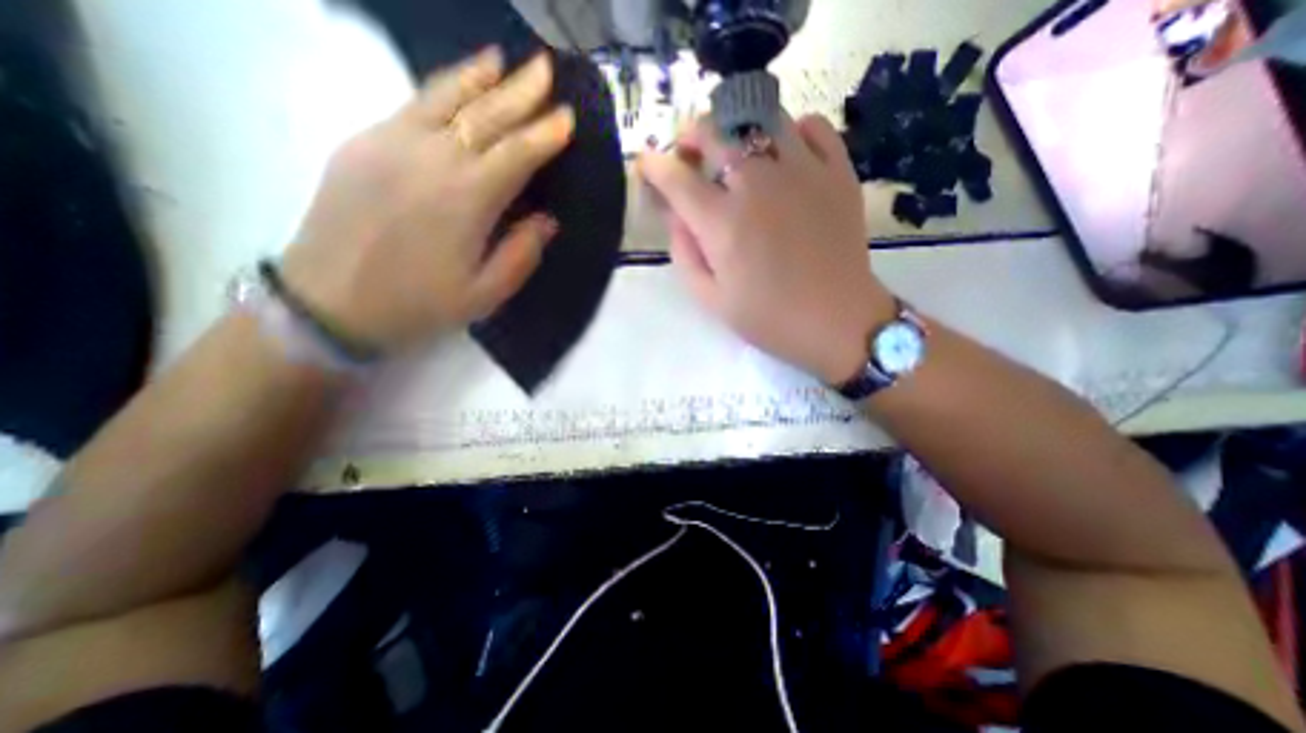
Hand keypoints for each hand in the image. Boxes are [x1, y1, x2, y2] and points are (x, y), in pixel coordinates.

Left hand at [283, 49, 572, 350]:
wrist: (329, 303)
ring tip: (502, 59)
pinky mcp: (363, 143)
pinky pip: (412, 105)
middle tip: (545, 69)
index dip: (545, 133)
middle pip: (484, 115)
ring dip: (478, 76)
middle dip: (520, 91)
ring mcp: (391, 143)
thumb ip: (521, 254)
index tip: (567, 116)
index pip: (516, 153)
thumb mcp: (485, 294)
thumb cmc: (418, 305)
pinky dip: (441, 89)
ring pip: (444, 97)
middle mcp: (431, 159)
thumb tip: (546, 220)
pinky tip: (456, 85)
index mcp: (466, 200)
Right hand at [643, 115, 898, 383]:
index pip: (677, 178)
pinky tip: (784, 153)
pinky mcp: (837, 173)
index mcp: (722, 222)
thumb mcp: (711, 298)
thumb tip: (676, 216)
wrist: (837, 322)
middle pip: (716, 132)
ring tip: (734, 149)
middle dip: (692, 135)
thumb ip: (684, 253)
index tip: (647, 164)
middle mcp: (758, 185)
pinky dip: (791, 130)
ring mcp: (802, 172)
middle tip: (689, 153)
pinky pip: (813, 127)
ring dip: (737, 127)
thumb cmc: (769, 318)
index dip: (654, 166)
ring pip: (762, 119)